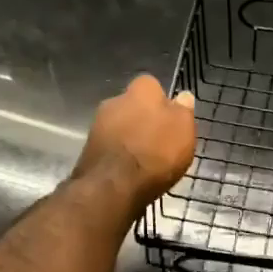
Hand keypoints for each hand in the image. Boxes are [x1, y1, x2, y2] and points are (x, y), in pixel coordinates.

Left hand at [74, 75, 196, 214]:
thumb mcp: (183, 129)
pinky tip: (130, 171)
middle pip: (134, 106)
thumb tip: (182, 96)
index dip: (163, 101)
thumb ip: (183, 110)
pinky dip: (119, 154)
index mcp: (141, 90)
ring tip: (146, 160)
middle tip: (160, 141)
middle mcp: (115, 100)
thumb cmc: (155, 152)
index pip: (153, 85)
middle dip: (144, 119)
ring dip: (131, 137)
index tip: (171, 120)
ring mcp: (98, 125)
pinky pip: (111, 146)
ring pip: (121, 126)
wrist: (113, 186)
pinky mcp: (88, 149)